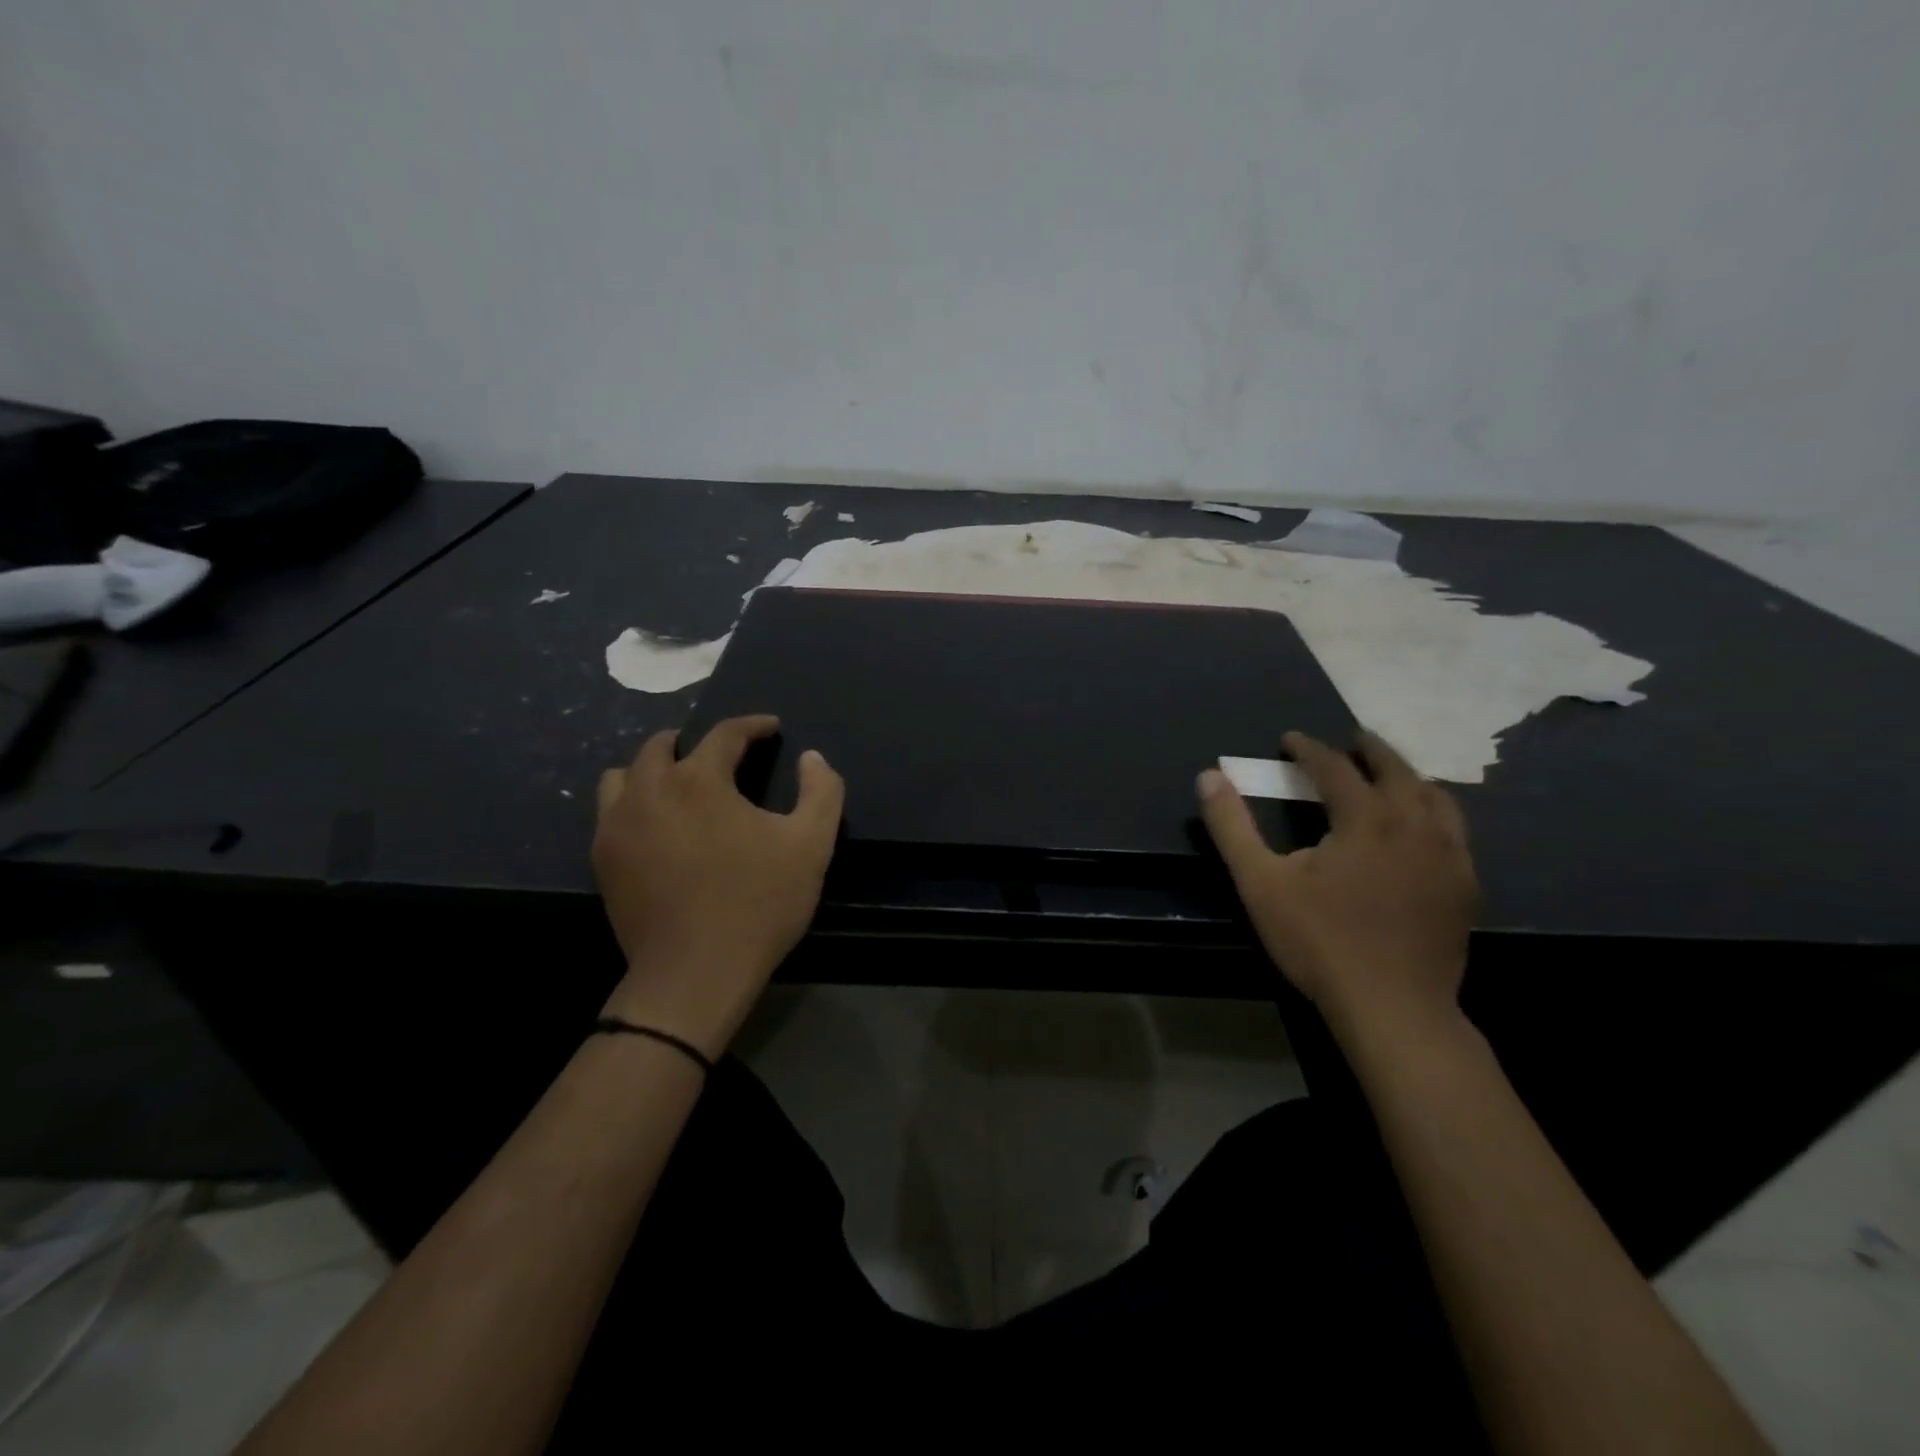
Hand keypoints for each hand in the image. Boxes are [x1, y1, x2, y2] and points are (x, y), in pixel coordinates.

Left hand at [592, 714, 843, 1056]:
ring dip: (653, 769)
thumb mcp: (811, 845)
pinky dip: (633, 803)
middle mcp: (649, 791)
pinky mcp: (603, 859)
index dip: (752, 725)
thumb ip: (821, 791)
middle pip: (662, 745)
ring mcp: (618, 826)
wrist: (695, 973)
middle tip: (721, 755)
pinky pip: (610, 812)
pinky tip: (657, 826)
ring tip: (679, 785)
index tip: (771, 727)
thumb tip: (812, 758)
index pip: (725, 733)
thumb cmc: (758, 904)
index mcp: (699, 780)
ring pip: (624, 775)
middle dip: (693, 741)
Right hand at [1197, 730, 1477, 1038]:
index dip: (1309, 748)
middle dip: (1370, 750)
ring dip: (1409, 777)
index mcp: (1365, 818)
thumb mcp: (1260, 882)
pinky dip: (1436, 815)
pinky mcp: (1465, 887)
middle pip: (1396, 770)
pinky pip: (1456, 833)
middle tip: (1352, 740)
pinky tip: (1424, 831)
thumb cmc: (1319, 941)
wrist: (1392, 1008)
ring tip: (1391, 776)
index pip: (1335, 767)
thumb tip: (1208, 776)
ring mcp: (1448, 856)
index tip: (1290, 739)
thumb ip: (1231, 826)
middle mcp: (1414, 825)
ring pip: (1435, 798)